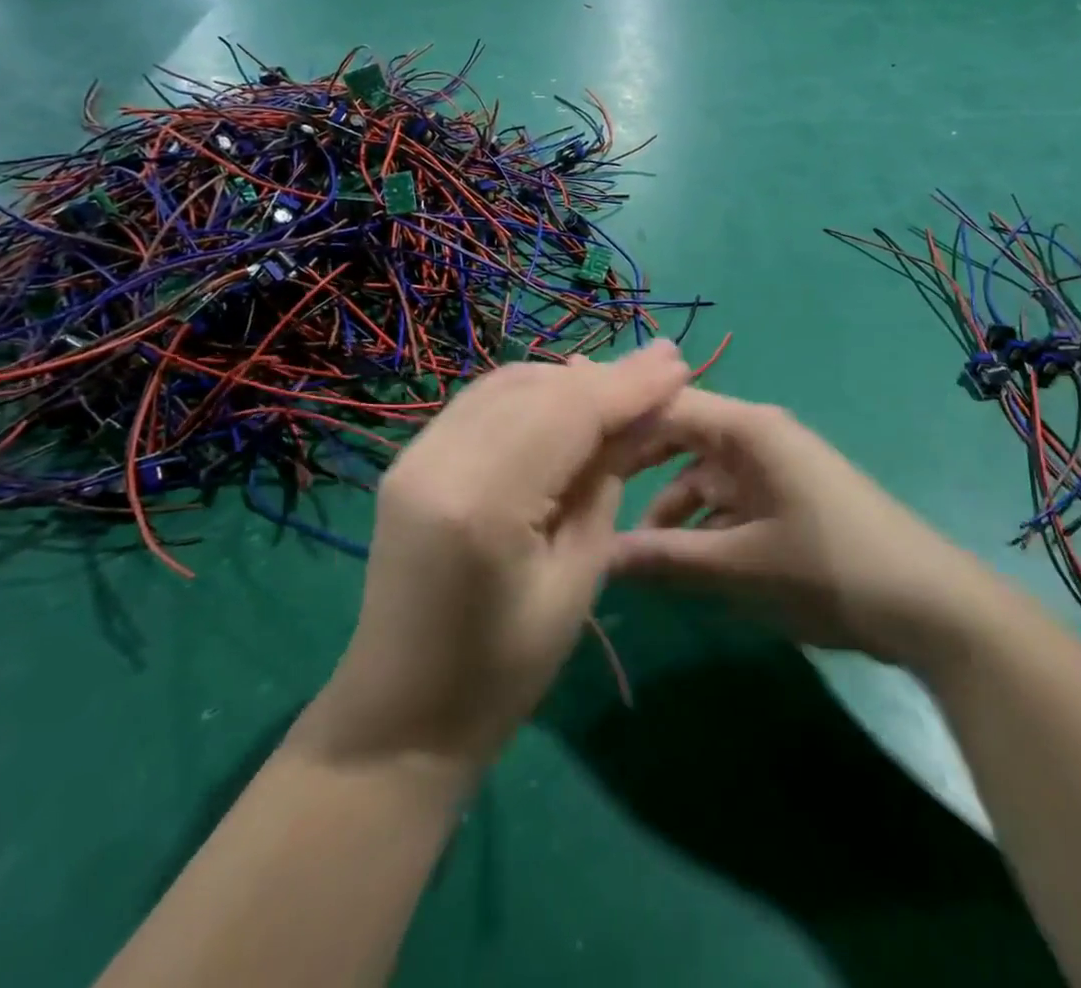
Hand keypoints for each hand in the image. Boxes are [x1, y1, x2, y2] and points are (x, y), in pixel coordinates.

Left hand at [296, 342, 690, 768]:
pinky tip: (565, 401)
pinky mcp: (409, 459)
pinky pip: (481, 403)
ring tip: (622, 385)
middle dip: (603, 376)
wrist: (403, 715)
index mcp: (483, 504)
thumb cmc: (506, 671)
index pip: (568, 414)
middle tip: (661, 367)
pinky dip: (531, 393)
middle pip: (537, 389)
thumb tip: (642, 414)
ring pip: (506, 385)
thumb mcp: (577, 578)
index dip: (628, 385)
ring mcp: (414, 456)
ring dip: (568, 380)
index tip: (678, 364)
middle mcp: (438, 461)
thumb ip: (605, 482)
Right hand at [609, 390, 981, 661]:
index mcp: (749, 429)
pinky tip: (683, 562)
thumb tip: (597, 555)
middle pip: (681, 437)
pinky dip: (702, 525)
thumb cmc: (829, 569)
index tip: (573, 453)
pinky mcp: (786, 499)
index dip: (620, 424)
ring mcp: (774, 468)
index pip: (668, 405)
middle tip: (590, 497)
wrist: (929, 607)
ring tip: (635, 552)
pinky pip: (728, 500)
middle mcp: (758, 436)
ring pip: (702, 475)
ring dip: (670, 508)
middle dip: (638, 468)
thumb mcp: (740, 566)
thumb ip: (666, 558)